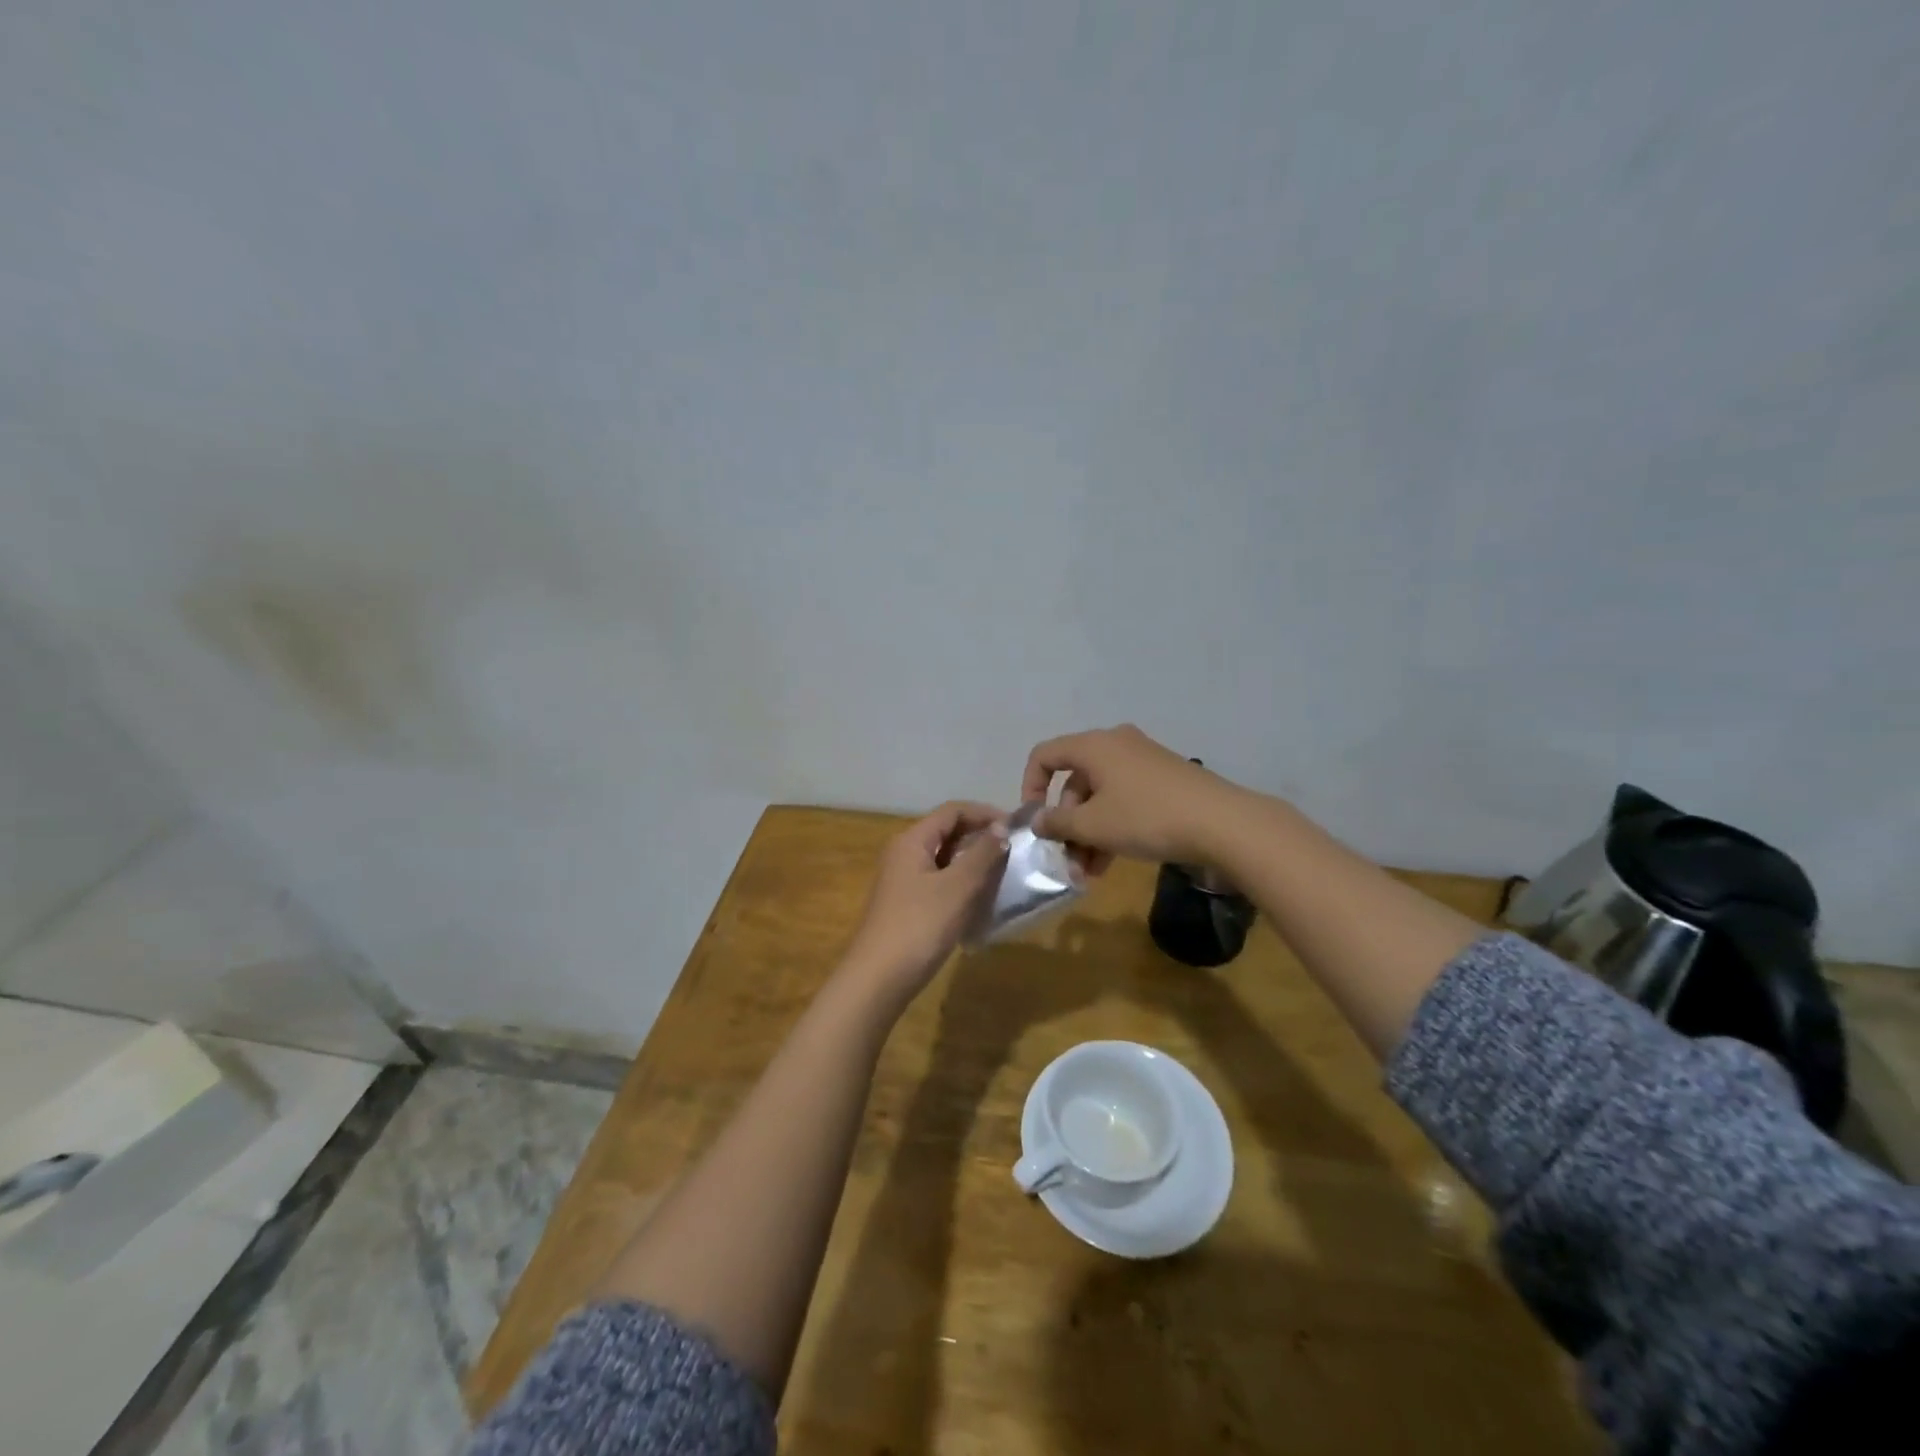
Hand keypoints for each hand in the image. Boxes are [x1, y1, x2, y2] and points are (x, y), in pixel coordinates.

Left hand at [840, 802, 1008, 1005]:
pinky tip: (978, 901)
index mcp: (912, 840)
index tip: (1016, 828)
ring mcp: (902, 880)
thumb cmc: (919, 926)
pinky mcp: (905, 905)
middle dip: (979, 837)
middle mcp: (903, 853)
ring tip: (1001, 875)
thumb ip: (982, 854)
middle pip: (946, 832)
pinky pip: (938, 881)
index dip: (985, 813)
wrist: (878, 980)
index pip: (952, 810)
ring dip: (972, 861)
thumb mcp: (957, 888)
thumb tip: (1001, 828)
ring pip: (943, 858)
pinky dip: (960, 883)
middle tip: (1012, 852)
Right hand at [1021, 724, 1242, 869]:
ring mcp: (1143, 762)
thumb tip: (1037, 820)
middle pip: (1074, 782)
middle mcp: (1116, 745)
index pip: (1045, 755)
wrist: (1222, 823)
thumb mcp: (1094, 825)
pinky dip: (1112, 828)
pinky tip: (1110, 864)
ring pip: (1100, 797)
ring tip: (1087, 874)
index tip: (1034, 822)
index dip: (1030, 787)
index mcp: (1094, 745)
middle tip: (1067, 861)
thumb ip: (1057, 822)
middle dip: (1066, 824)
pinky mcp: (1163, 781)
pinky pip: (1124, 800)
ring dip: (1088, 834)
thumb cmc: (1146, 817)